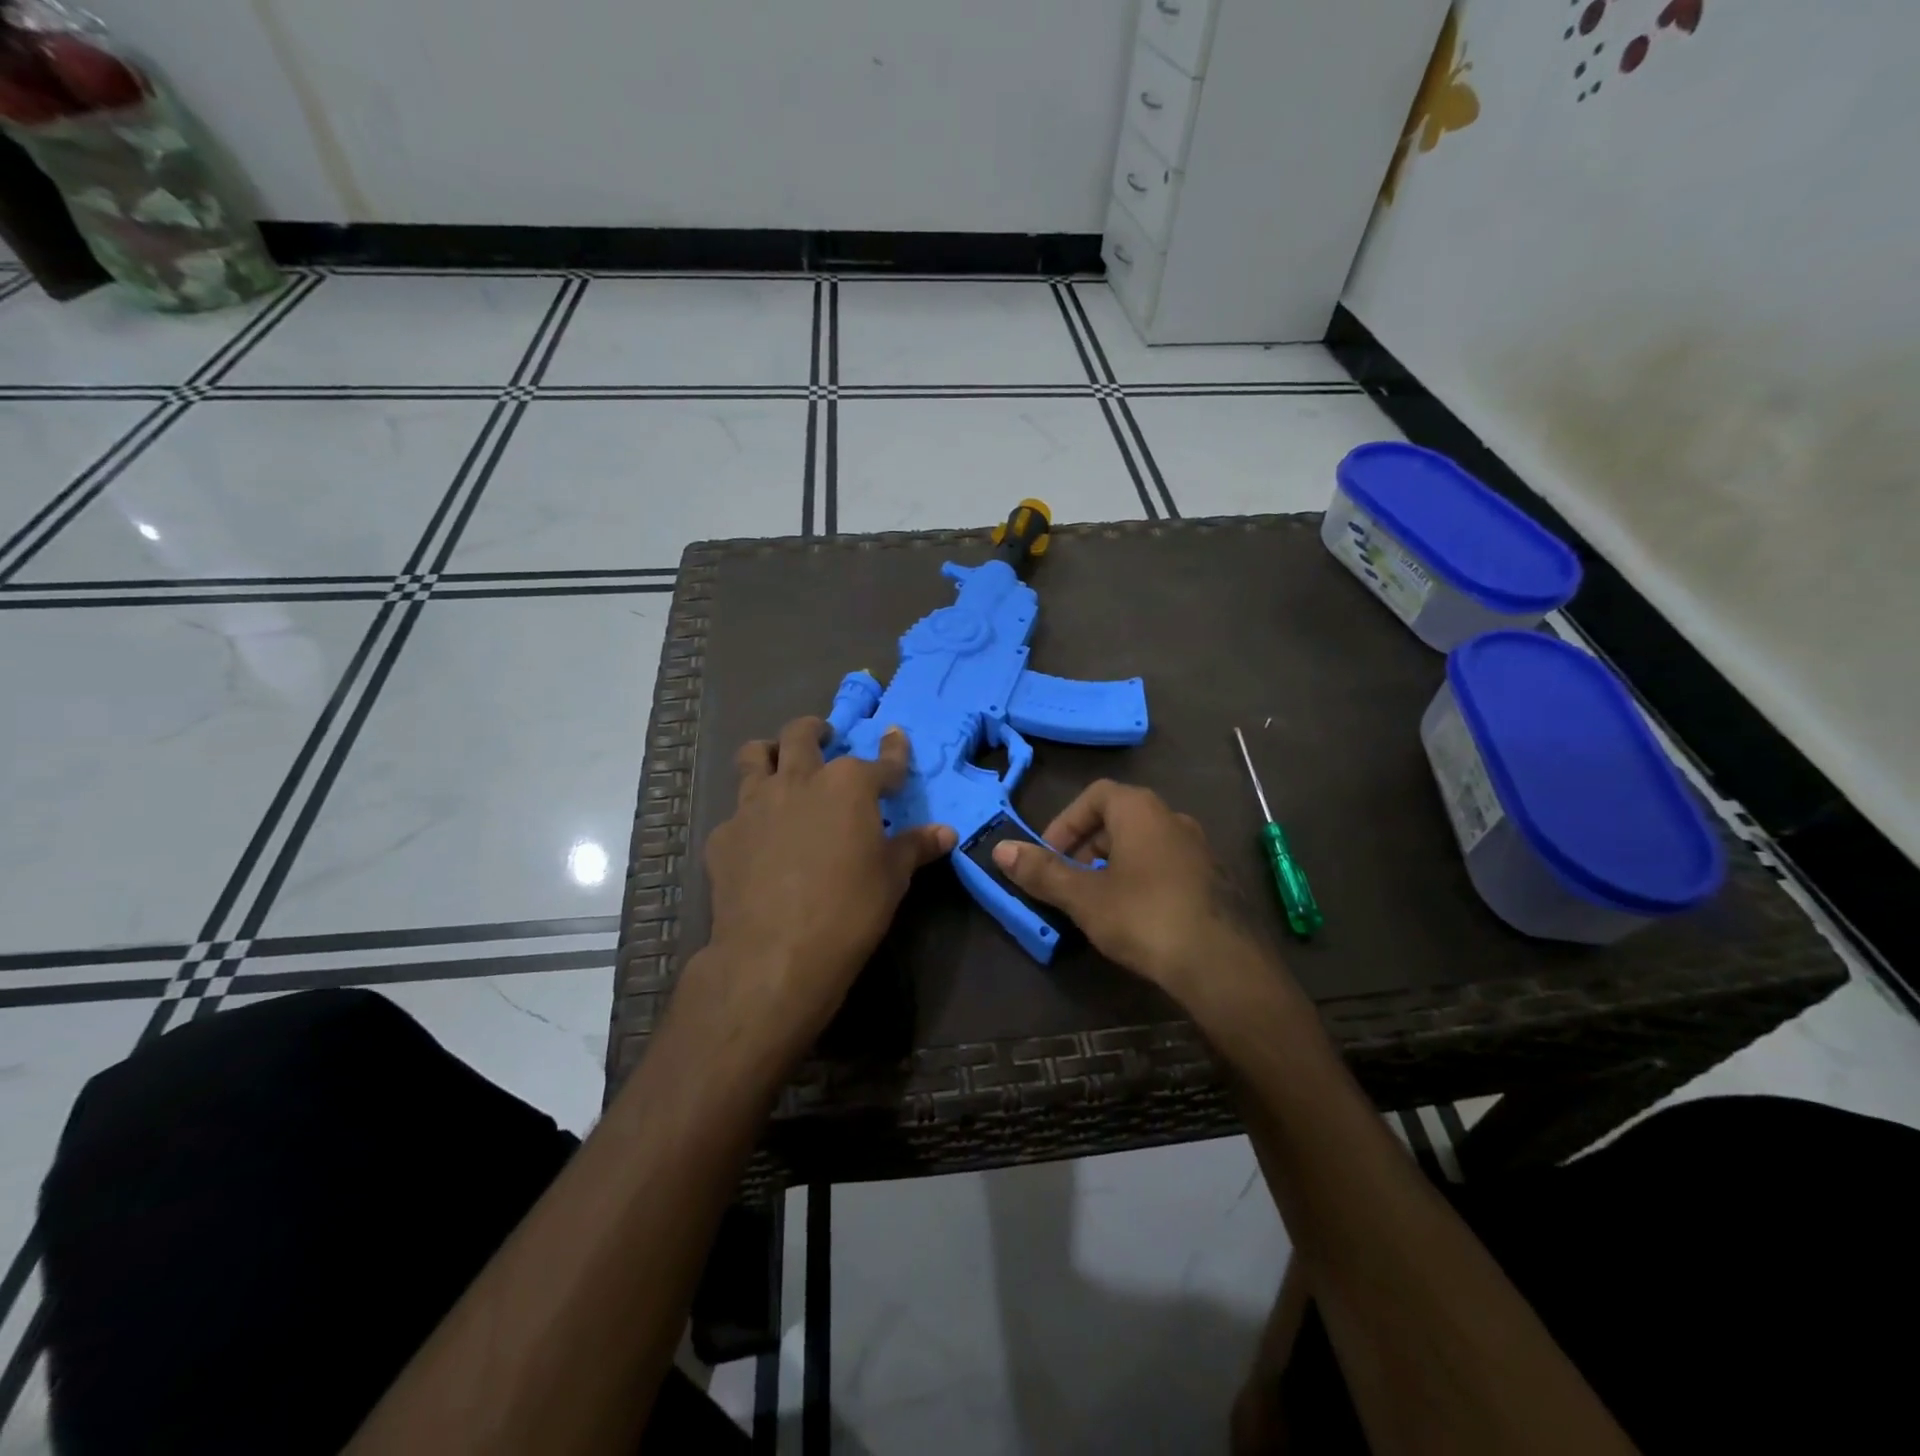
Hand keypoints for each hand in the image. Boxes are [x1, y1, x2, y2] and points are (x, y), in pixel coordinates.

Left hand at [699, 718, 954, 1053]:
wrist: (776, 954)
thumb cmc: (849, 910)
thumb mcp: (892, 878)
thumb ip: (915, 847)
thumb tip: (945, 832)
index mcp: (848, 785)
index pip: (881, 761)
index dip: (893, 750)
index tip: (895, 737)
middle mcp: (800, 780)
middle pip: (803, 734)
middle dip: (817, 730)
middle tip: (825, 738)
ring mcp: (755, 804)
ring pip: (755, 755)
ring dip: (771, 753)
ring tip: (780, 764)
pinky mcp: (724, 834)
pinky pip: (737, 812)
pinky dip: (750, 816)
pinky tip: (757, 840)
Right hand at [990, 780, 1260, 997]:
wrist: (1222, 964)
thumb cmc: (1144, 917)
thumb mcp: (1083, 897)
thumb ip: (1042, 872)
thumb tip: (1000, 849)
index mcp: (1141, 810)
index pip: (1094, 795)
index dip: (1065, 822)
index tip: (1050, 856)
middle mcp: (1173, 818)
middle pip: (1118, 819)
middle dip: (1086, 847)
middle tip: (1068, 883)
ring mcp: (1199, 848)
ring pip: (1142, 845)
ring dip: (1112, 866)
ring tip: (1096, 903)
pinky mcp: (1214, 879)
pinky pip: (1165, 866)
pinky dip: (1141, 880)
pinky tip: (1134, 918)